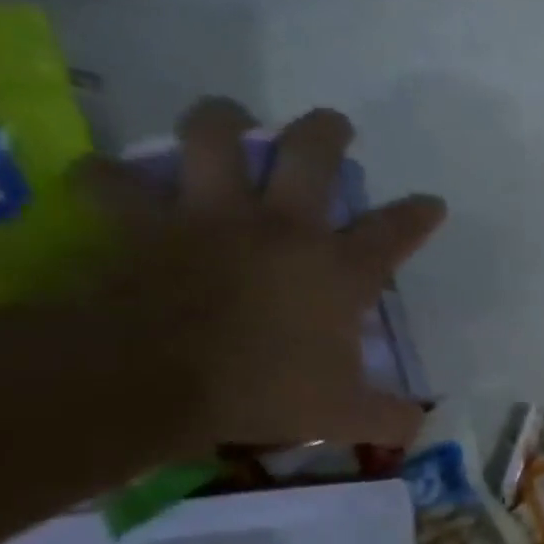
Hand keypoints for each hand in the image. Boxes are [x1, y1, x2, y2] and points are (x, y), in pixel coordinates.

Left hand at [77, 99, 445, 450]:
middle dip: (325, 132)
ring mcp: (208, 217)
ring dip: (224, 120)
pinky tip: (112, 176)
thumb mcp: (345, 416)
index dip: (417, 214)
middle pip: (309, 156)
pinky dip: (112, 176)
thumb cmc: (263, 391)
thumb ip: (390, 418)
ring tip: (232, 116)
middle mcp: (281, 228)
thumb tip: (419, 426)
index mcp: (338, 270)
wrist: (148, 377)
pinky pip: (115, 181)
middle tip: (332, 123)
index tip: (431, 201)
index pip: (393, 232)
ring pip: (214, 138)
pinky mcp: (141, 222)